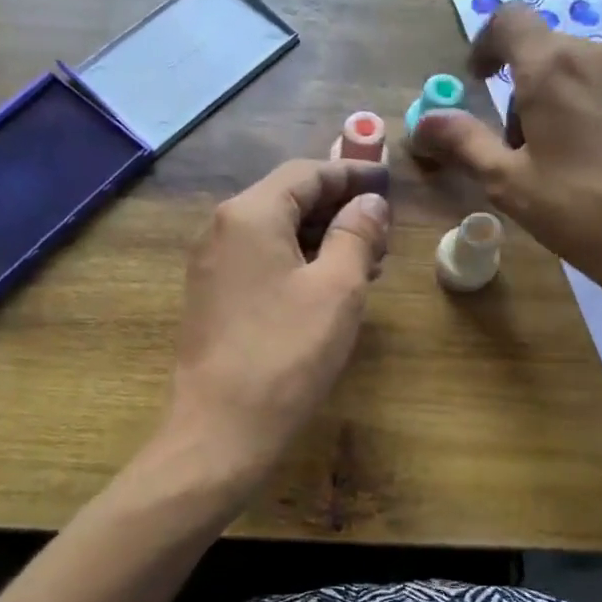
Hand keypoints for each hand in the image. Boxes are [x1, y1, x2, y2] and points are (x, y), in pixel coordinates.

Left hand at [165, 158, 390, 482]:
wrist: (221, 428)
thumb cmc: (286, 353)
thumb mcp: (337, 289)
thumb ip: (357, 234)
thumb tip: (370, 202)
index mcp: (250, 214)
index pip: (306, 173)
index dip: (351, 173)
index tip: (388, 182)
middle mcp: (223, 228)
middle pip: (288, 198)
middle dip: (339, 208)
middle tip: (384, 231)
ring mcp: (213, 263)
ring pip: (277, 231)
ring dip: (322, 237)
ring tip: (368, 261)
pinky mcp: (214, 295)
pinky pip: (263, 259)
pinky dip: (300, 260)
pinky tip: (330, 285)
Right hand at [413, 3, 601, 323]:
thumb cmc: (580, 210)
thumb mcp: (508, 182)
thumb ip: (464, 142)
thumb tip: (423, 122)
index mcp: (553, 66)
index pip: (509, 20)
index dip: (484, 44)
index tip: (477, 82)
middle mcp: (598, 53)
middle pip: (543, 50)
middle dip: (518, 89)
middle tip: (515, 148)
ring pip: (577, 69)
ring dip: (553, 99)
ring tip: (555, 160)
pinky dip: (586, 107)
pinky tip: (593, 161)